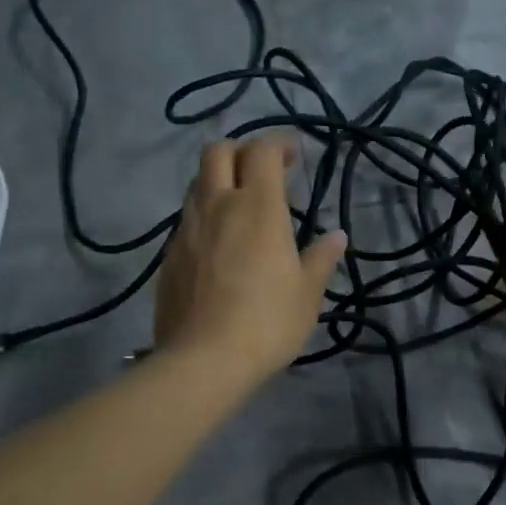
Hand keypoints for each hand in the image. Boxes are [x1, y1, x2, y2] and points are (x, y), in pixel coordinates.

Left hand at [155, 136, 346, 384]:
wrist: (203, 360)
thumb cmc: (267, 323)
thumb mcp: (307, 294)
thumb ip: (321, 259)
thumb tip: (337, 237)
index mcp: (258, 207)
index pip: (262, 150)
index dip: (278, 144)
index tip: (293, 157)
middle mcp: (217, 205)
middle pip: (217, 151)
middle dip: (240, 151)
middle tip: (261, 172)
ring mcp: (186, 229)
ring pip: (196, 183)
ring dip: (218, 182)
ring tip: (239, 208)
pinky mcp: (168, 255)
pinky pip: (186, 219)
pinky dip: (203, 216)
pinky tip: (218, 246)